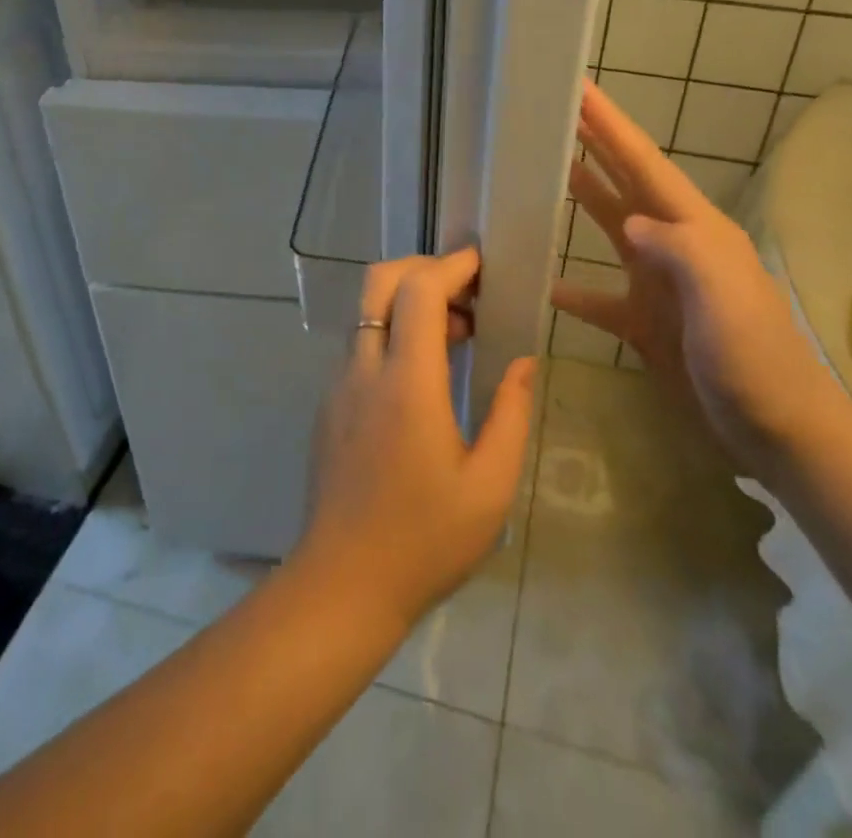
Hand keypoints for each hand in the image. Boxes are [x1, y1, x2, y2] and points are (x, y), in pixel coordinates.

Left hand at [296, 248, 535, 630]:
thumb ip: (510, 415)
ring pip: (367, 312)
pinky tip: (424, 373)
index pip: (419, 291)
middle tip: (466, 292)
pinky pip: (361, 345)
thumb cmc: (424, 540)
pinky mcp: (329, 405)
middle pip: (379, 282)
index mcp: (407, 383)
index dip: (452, 266)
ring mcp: (339, 385)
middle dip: (422, 268)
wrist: (341, 586)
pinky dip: (392, 333)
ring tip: (457, 334)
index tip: (482, 264)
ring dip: (408, 303)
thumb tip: (522, 363)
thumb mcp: (489, 487)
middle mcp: (365, 370)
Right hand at [550, 80, 838, 460]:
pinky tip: (543, 282)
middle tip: (557, 113)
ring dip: (582, 198)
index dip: (612, 125)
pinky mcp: (646, 324)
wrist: (777, 431)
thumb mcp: (722, 294)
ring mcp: (659, 285)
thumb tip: (629, 222)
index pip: (645, 163)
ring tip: (544, 172)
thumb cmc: (753, 357)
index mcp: (695, 229)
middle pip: (626, 184)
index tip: (580, 89)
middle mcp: (675, 246)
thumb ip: (678, 248)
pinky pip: (598, 298)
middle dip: (595, 145)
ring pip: (611, 229)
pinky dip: (571, 288)